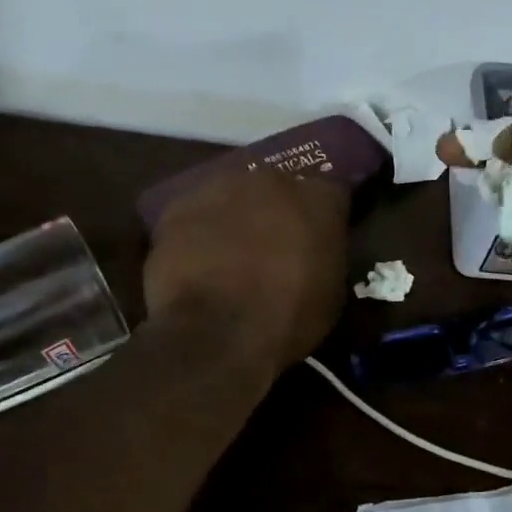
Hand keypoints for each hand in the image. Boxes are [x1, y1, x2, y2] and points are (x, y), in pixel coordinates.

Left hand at [144, 169, 350, 371]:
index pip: (331, 197)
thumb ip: (325, 259)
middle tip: (271, 249)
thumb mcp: (331, 295)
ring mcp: (221, 187)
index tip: (318, 244)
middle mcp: (273, 179)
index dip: (323, 221)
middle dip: (276, 213)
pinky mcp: (179, 206)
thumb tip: (313, 256)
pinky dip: (198, 233)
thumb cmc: (288, 318)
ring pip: (233, 196)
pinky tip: (197, 264)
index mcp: (320, 199)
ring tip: (229, 257)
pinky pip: (196, 215)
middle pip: (278, 189)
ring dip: (235, 218)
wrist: (218, 331)